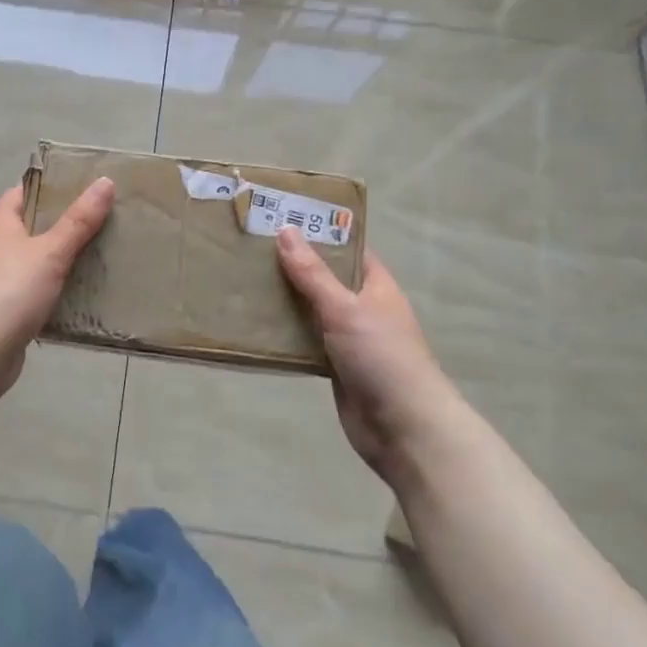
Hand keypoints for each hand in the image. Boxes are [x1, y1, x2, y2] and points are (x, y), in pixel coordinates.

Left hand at [0, 178, 115, 407]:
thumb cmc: (10, 291)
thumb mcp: (49, 252)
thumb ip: (78, 221)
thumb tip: (105, 182)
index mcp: (1, 227)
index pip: (21, 194)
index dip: (48, 187)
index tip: (82, 185)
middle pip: (33, 229)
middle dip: (65, 225)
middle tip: (105, 220)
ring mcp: (2, 283)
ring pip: (39, 264)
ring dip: (66, 261)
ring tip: (105, 255)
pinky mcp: (10, 313)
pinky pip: (40, 295)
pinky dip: (61, 293)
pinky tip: (88, 295)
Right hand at [275, 228, 460, 479]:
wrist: (402, 426)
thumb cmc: (381, 356)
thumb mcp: (345, 308)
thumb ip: (313, 274)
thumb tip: (286, 230)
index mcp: (376, 287)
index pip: (348, 250)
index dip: (320, 233)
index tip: (282, 220)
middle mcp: (363, 309)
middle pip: (325, 280)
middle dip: (294, 267)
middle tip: (251, 249)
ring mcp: (349, 339)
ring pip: (312, 312)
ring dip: (285, 301)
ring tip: (245, 281)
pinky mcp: (334, 367)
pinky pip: (305, 341)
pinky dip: (285, 334)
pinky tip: (255, 325)